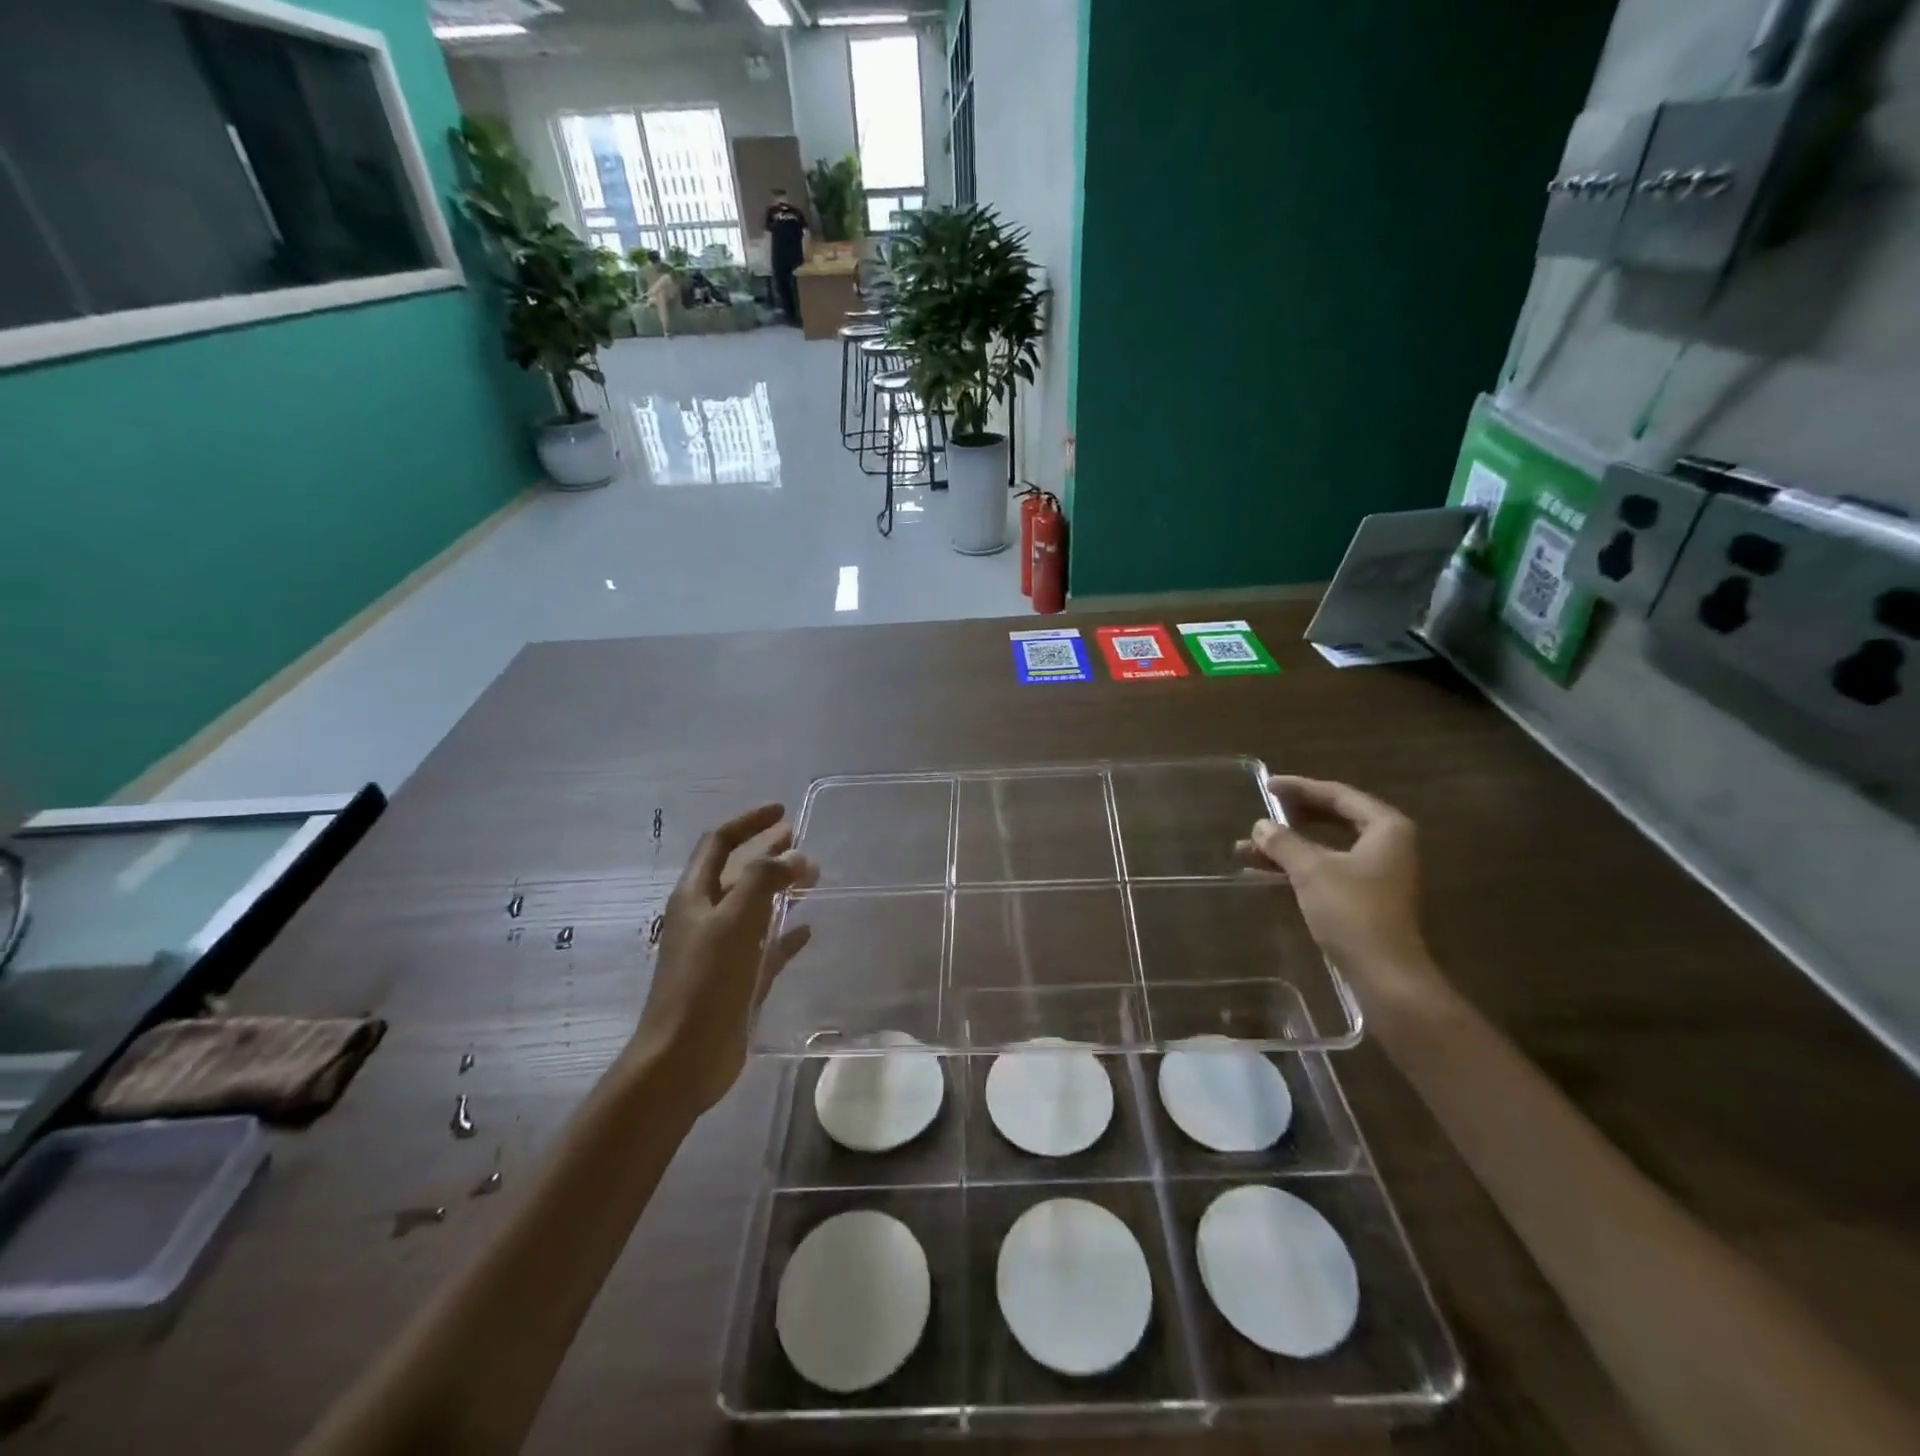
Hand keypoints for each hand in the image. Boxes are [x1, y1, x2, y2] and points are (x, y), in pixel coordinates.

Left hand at [634, 804, 817, 1113]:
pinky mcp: (737, 981)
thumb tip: (795, 855)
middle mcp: (706, 918)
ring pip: (754, 909)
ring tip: (813, 880)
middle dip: (767, 854)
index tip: (782, 811)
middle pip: (738, 873)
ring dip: (780, 891)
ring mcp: (721, 951)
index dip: (749, 822)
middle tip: (802, 842)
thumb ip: (764, 879)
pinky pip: (765, 948)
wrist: (683, 1059)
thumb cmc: (705, 982)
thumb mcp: (734, 920)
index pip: (719, 843)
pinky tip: (807, 930)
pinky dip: (784, 935)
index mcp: (695, 896)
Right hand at [1236, 777, 1437, 1000]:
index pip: (1338, 794)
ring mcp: (1379, 872)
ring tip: (1249, 847)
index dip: (1300, 788)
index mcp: (1386, 828)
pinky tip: (1266, 871)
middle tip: (1263, 811)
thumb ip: (1284, 842)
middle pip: (1336, 818)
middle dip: (1293, 817)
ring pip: (1328, 846)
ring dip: (1289, 845)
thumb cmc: (1352, 912)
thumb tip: (1260, 826)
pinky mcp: (1367, 897)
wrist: (1385, 975)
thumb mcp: (1311, 870)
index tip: (1267, 786)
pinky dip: (1299, 866)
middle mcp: (1388, 844)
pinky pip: (1328, 868)